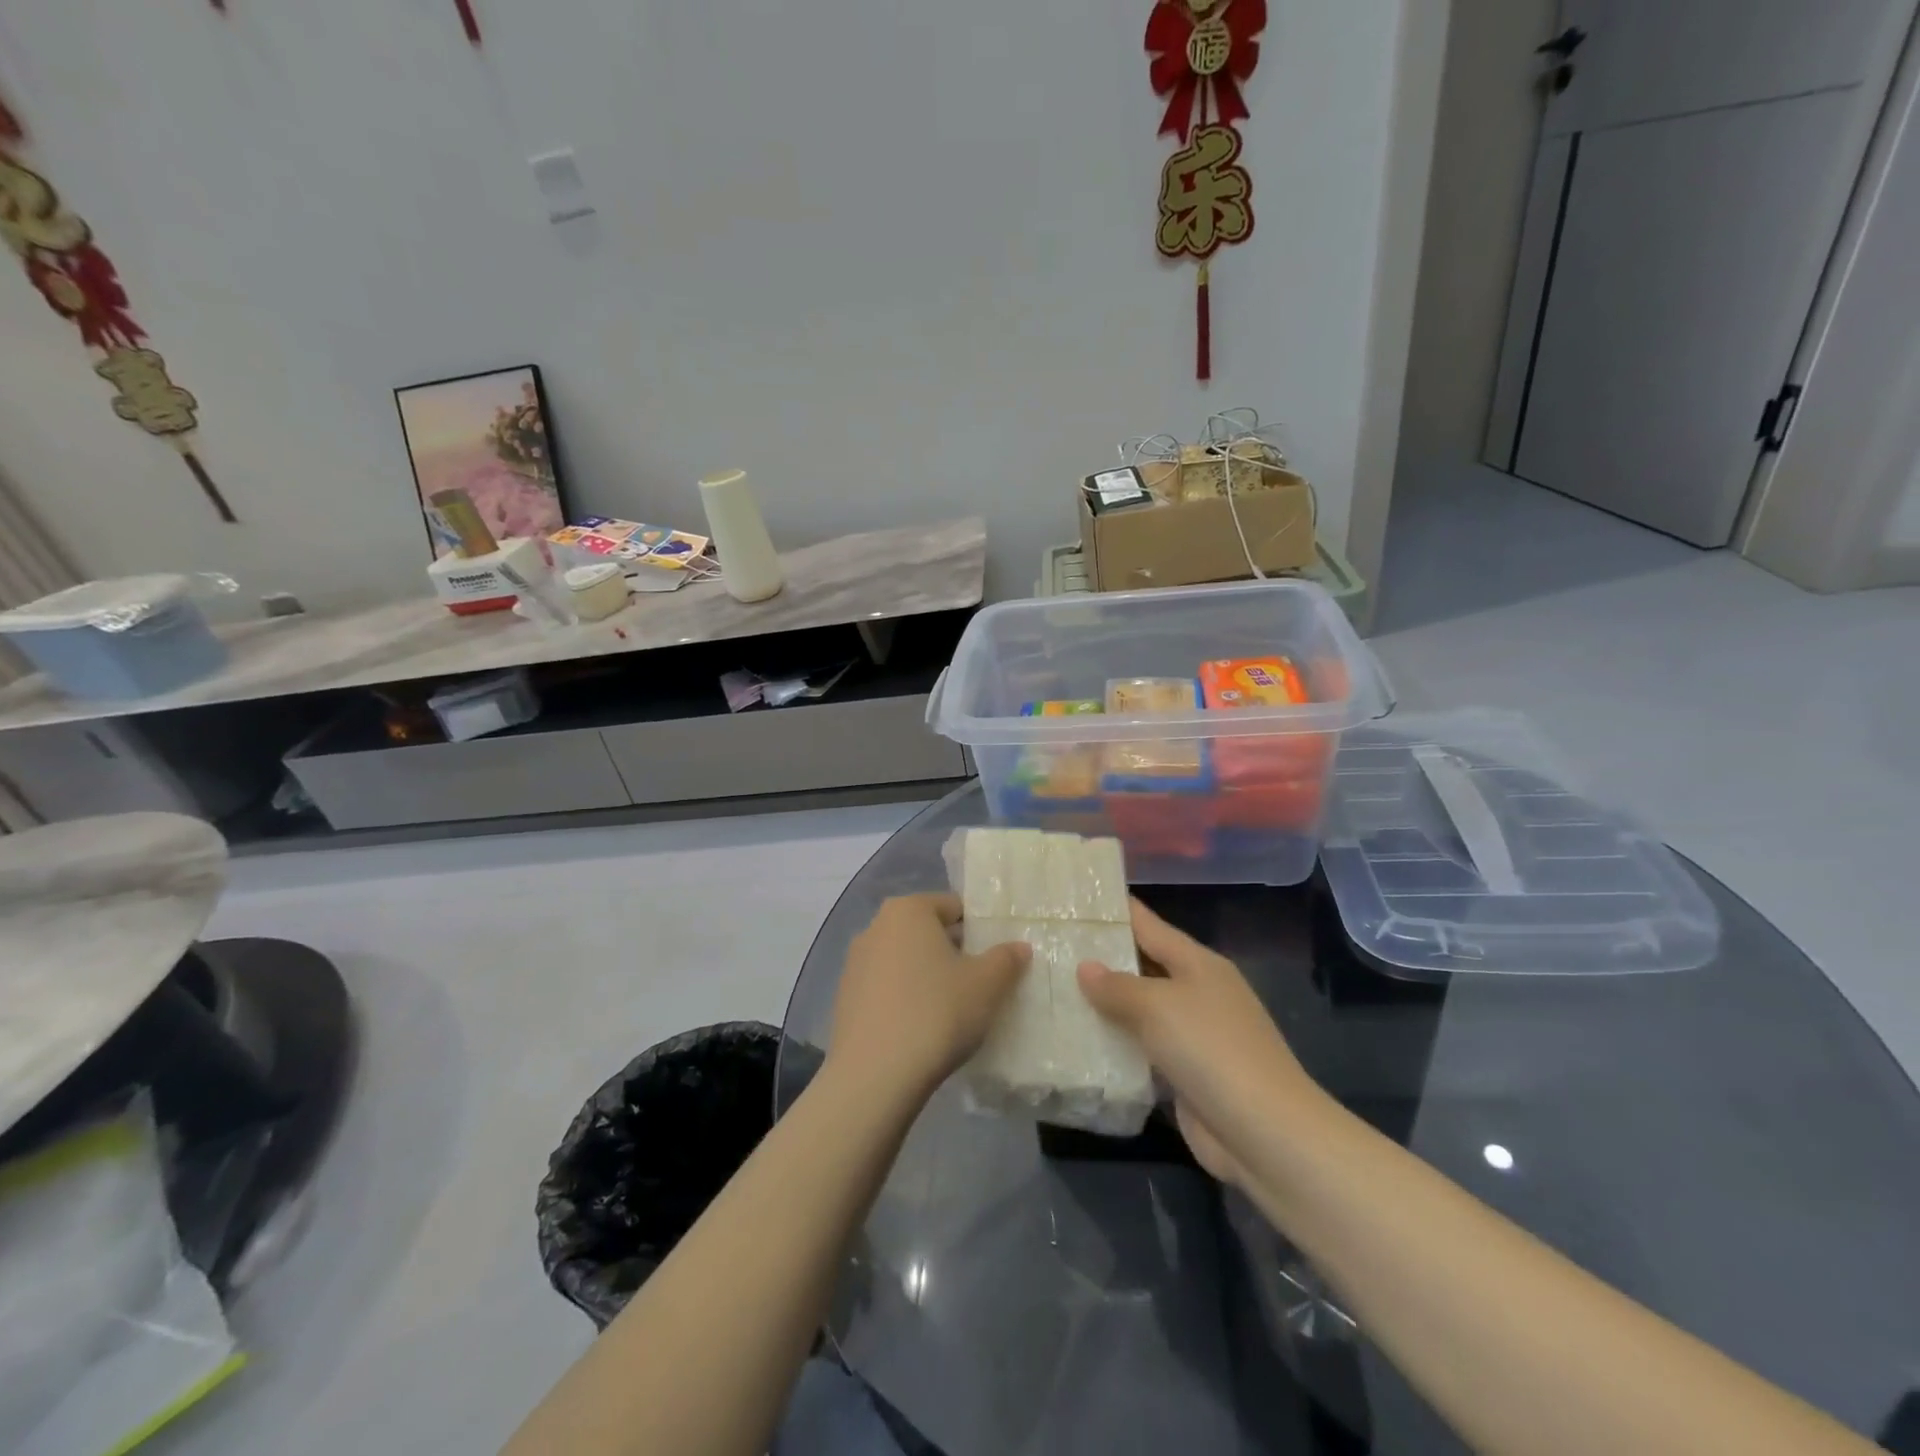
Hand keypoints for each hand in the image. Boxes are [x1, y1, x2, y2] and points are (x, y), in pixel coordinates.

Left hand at [829, 893, 1030, 1103]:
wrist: (874, 1076)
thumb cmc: (936, 1013)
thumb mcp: (987, 985)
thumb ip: (1007, 959)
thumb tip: (1019, 946)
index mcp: (908, 910)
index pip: (953, 906)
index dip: (979, 930)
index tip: (996, 959)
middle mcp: (876, 926)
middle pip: (927, 932)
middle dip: (954, 952)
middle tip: (981, 984)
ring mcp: (855, 963)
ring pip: (905, 961)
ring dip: (928, 976)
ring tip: (953, 1010)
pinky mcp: (845, 998)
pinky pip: (886, 988)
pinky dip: (905, 999)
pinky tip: (922, 1029)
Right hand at [1076, 899, 1325, 1185]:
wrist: (1264, 1133)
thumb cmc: (1211, 1049)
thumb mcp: (1157, 1006)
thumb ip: (1117, 986)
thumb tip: (1086, 967)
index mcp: (1198, 963)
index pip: (1149, 925)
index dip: (1116, 910)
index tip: (1078, 898)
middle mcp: (1198, 993)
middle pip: (1143, 966)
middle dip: (1102, 958)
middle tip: (1052, 946)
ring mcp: (1194, 1036)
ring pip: (1140, 1011)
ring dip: (1105, 1006)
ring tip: (1055, 991)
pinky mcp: (1186, 1075)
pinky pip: (1143, 1050)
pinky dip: (1116, 1046)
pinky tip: (1079, 1042)